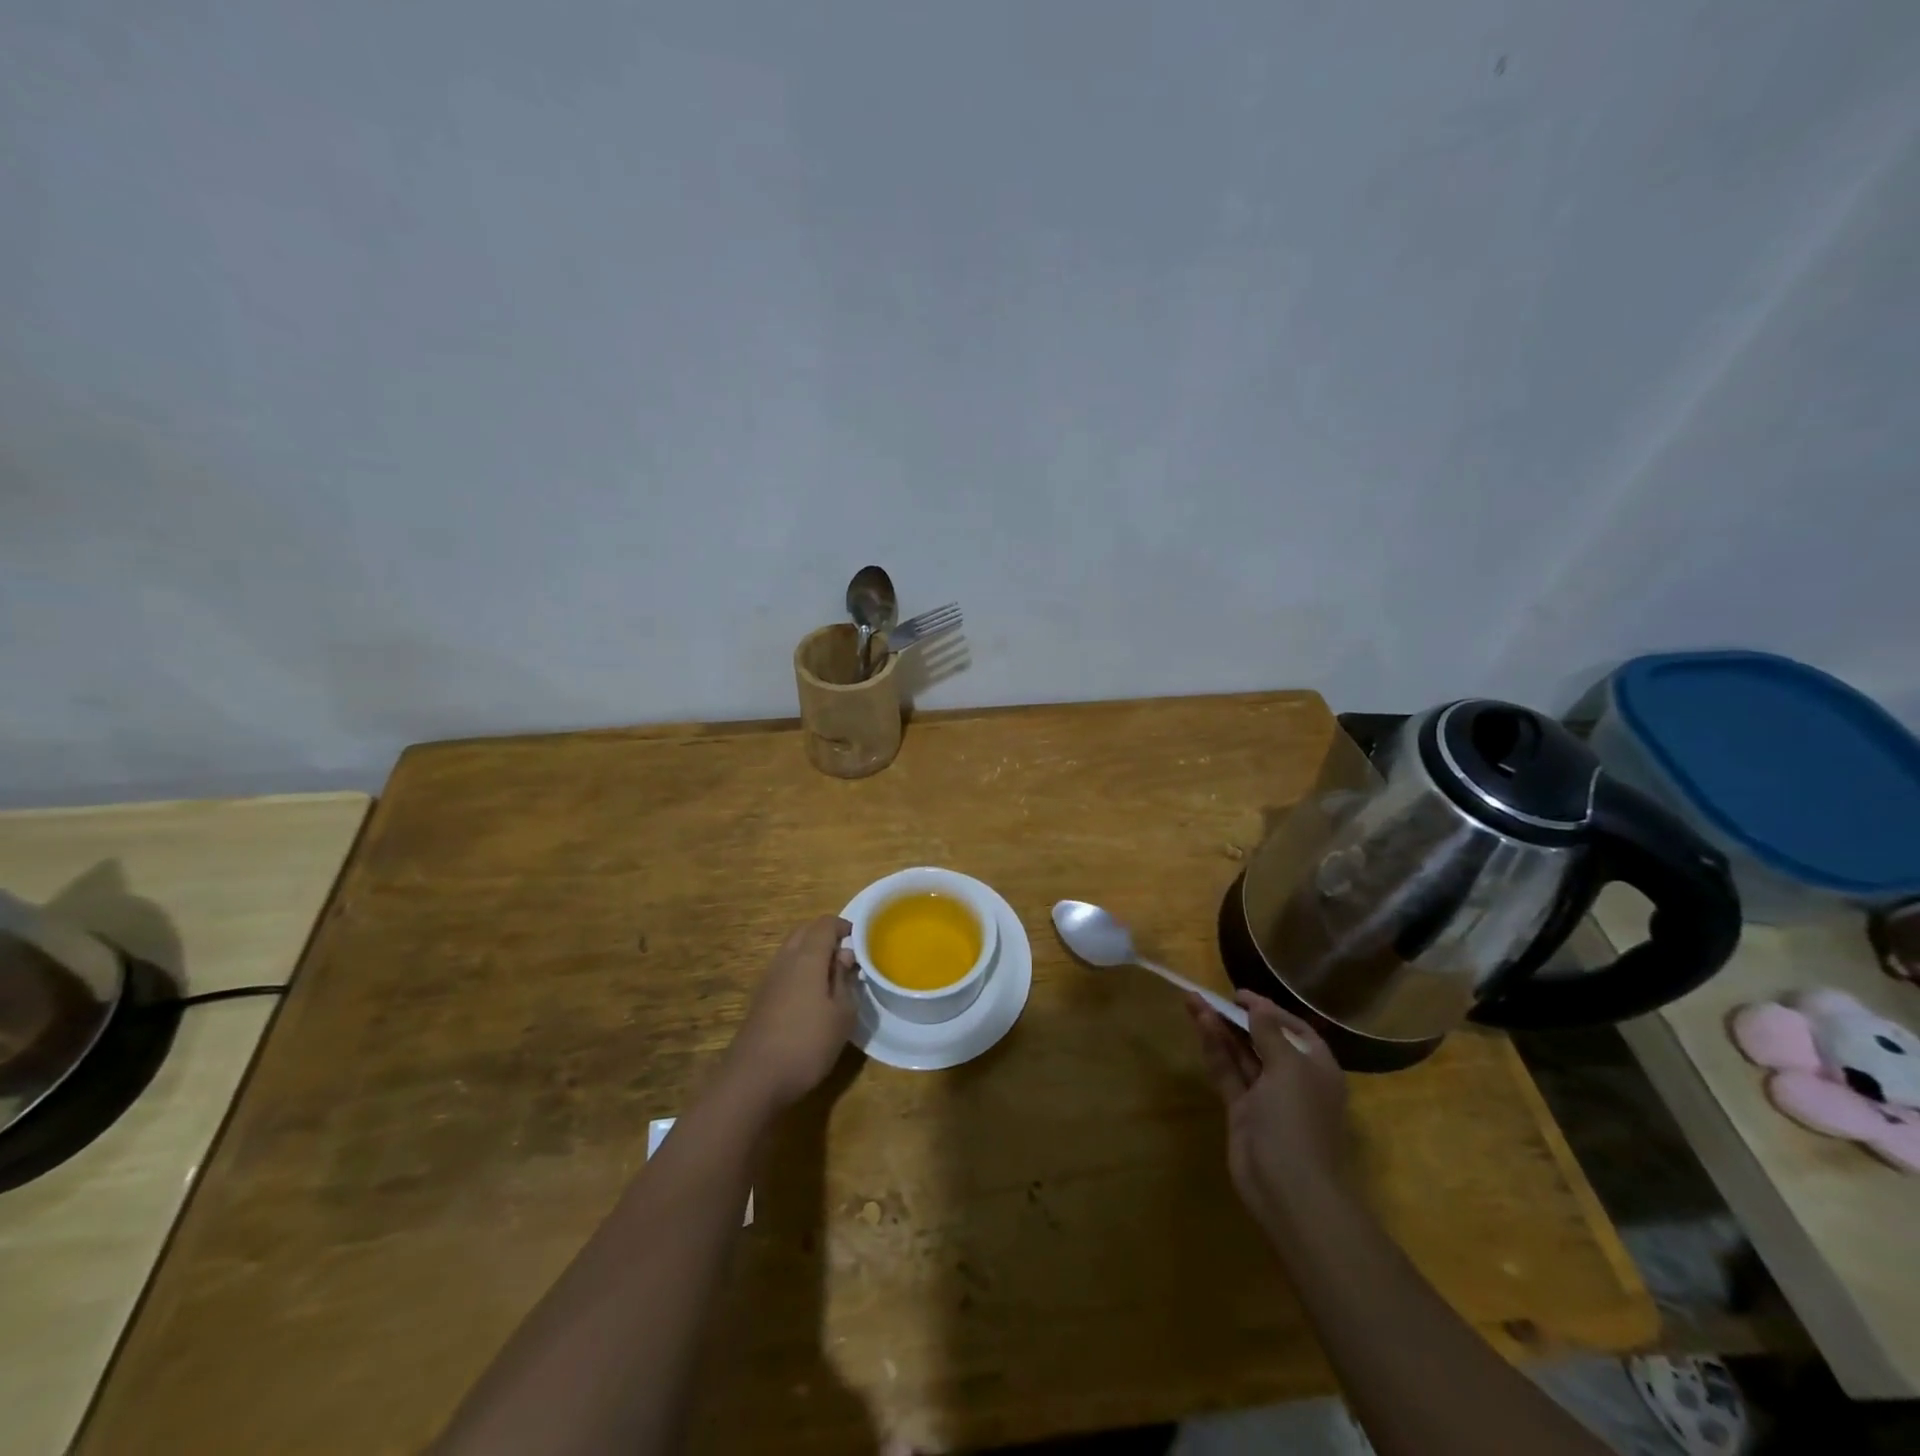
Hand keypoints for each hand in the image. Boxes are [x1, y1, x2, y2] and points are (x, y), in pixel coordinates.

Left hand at [724, 916, 857, 1109]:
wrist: (754, 1079)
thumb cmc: (807, 1043)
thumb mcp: (842, 1014)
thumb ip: (845, 980)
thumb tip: (844, 956)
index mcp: (807, 958)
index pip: (824, 924)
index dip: (843, 926)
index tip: (861, 940)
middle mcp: (785, 960)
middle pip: (805, 932)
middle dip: (826, 936)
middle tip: (847, 956)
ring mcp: (769, 979)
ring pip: (792, 950)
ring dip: (812, 954)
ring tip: (833, 977)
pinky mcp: (761, 999)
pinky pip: (784, 970)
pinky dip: (800, 971)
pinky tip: (812, 997)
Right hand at [1187, 990, 1351, 1231]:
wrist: (1288, 1188)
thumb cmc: (1297, 1120)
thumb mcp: (1288, 1067)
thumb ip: (1269, 1033)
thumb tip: (1258, 1007)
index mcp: (1316, 1068)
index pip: (1294, 1029)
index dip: (1268, 1009)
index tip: (1239, 995)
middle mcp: (1293, 1079)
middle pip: (1263, 1039)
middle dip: (1238, 1016)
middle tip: (1210, 994)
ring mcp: (1266, 1097)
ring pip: (1241, 1054)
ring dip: (1220, 1028)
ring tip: (1193, 1001)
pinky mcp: (1242, 1111)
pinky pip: (1228, 1072)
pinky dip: (1214, 1049)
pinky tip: (1200, 1026)